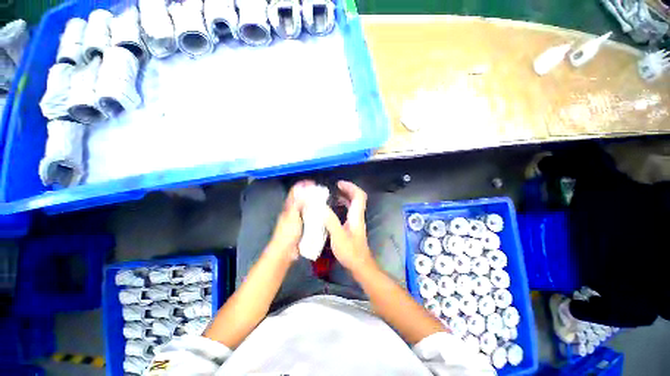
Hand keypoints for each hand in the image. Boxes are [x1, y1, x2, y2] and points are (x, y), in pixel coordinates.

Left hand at [267, 180, 313, 261]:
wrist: (285, 251)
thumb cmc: (288, 233)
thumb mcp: (293, 216)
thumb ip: (298, 204)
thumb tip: (304, 193)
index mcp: (289, 207)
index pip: (295, 191)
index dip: (302, 185)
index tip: (313, 183)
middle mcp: (293, 211)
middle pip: (301, 198)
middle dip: (310, 194)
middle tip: (321, 193)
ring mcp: (297, 219)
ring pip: (306, 208)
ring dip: (313, 203)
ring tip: (323, 202)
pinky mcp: (302, 226)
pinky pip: (309, 217)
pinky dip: (315, 213)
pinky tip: (321, 214)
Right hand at [324, 181, 374, 271]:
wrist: (359, 265)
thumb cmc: (350, 252)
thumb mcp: (338, 236)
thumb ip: (330, 221)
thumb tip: (321, 206)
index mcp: (356, 215)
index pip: (359, 195)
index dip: (350, 187)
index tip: (339, 184)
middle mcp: (357, 216)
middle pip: (357, 198)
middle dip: (347, 190)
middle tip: (335, 187)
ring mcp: (356, 221)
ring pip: (353, 204)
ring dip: (344, 197)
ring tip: (332, 195)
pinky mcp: (352, 226)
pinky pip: (348, 211)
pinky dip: (342, 206)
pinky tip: (333, 209)